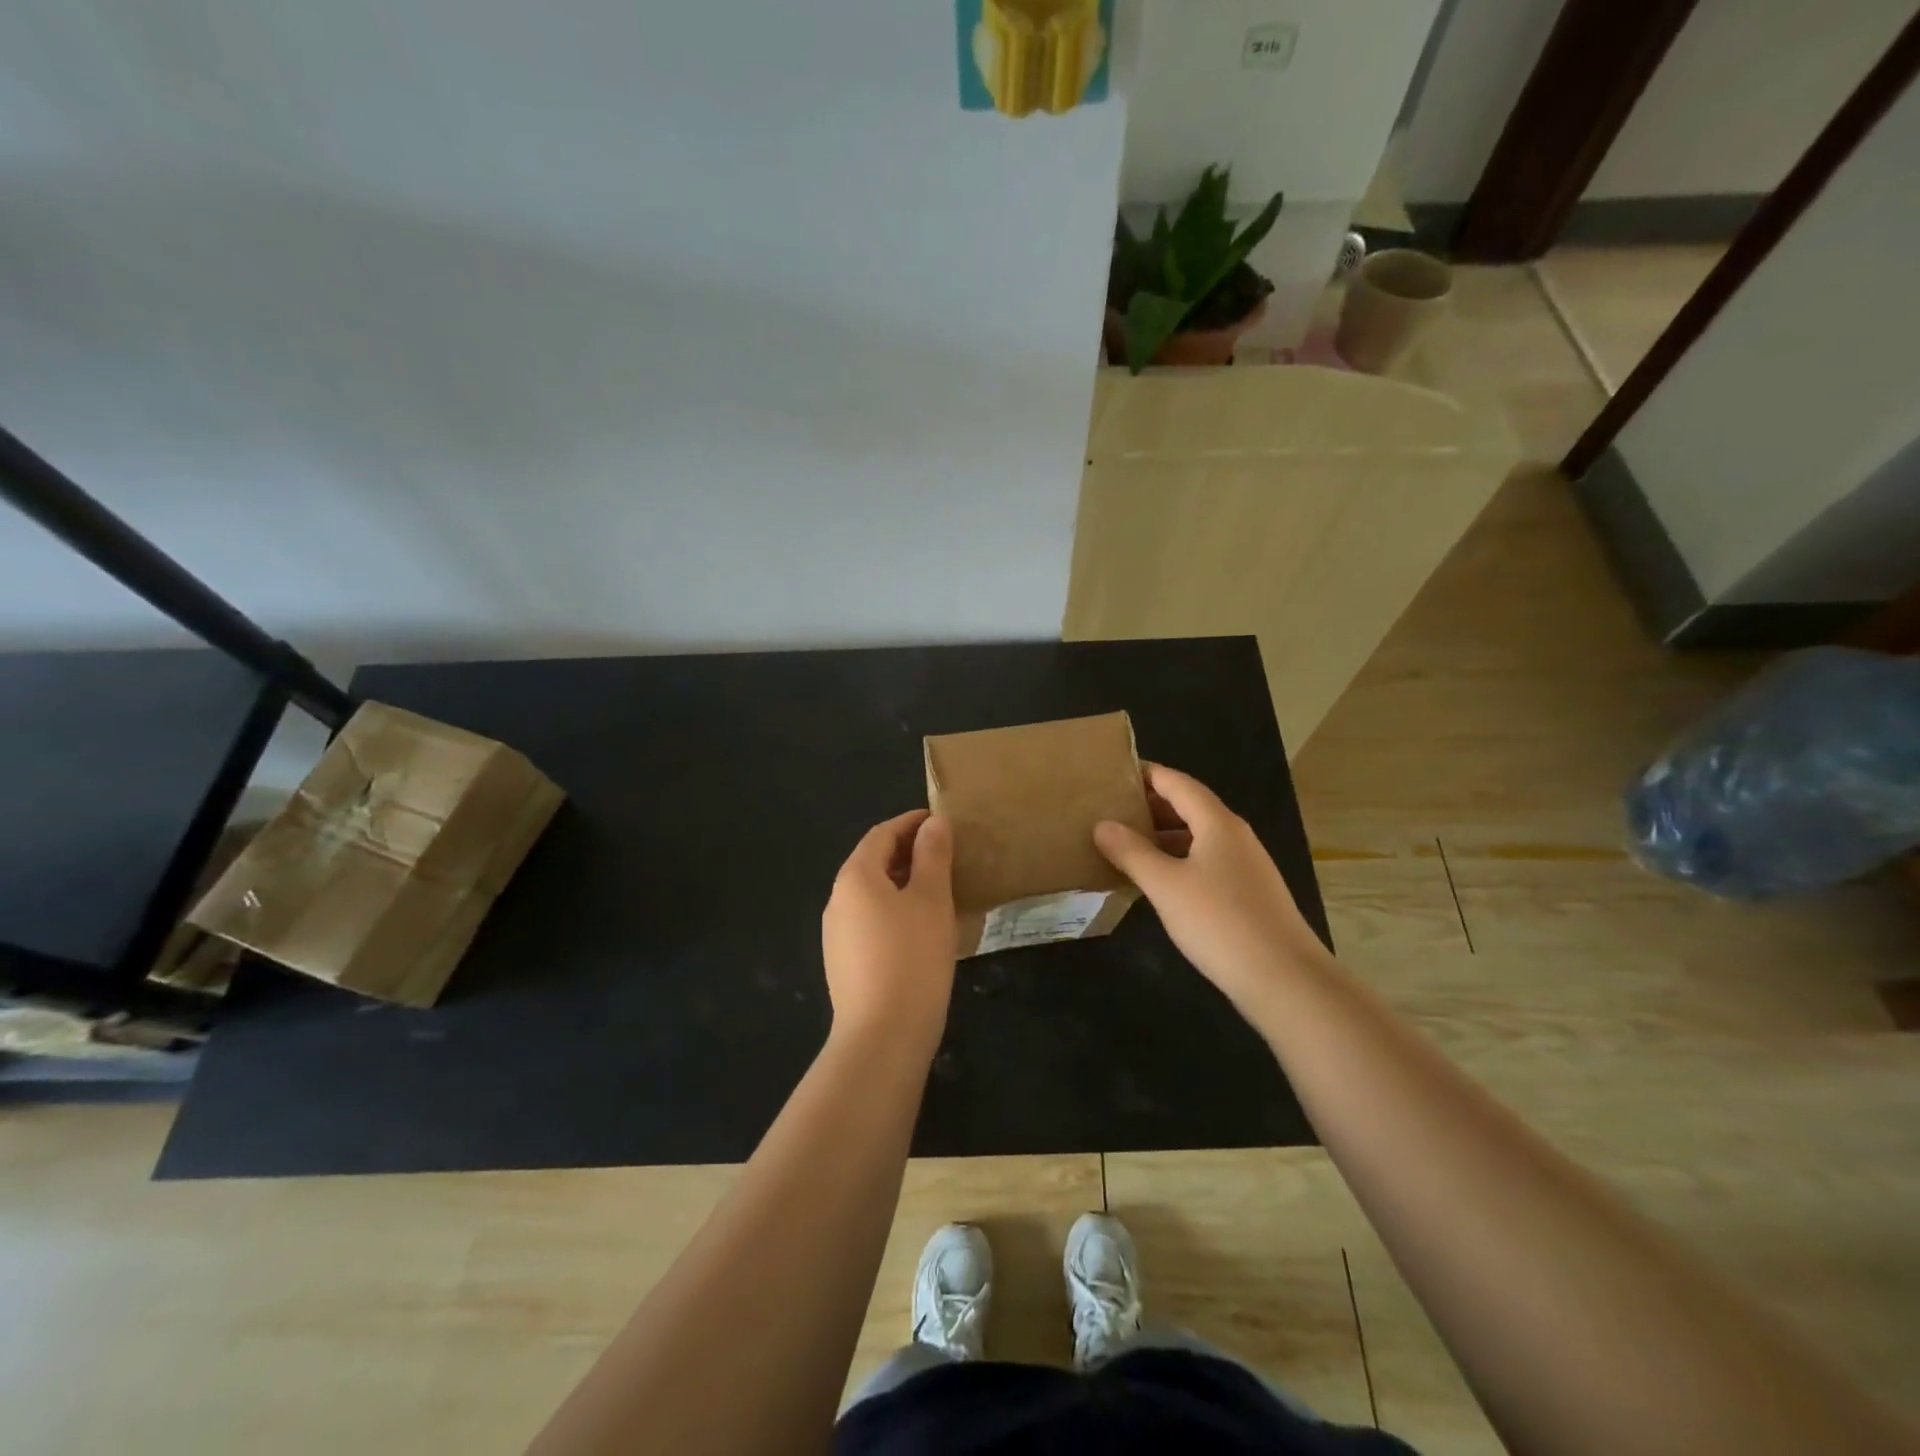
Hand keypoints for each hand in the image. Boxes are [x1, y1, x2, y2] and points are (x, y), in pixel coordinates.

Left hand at [822, 810, 956, 1052]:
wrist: (882, 1036)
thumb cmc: (912, 957)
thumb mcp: (931, 899)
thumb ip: (932, 856)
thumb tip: (933, 823)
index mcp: (855, 877)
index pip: (882, 834)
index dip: (911, 822)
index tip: (941, 821)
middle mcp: (837, 899)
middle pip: (872, 862)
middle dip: (907, 852)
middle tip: (945, 853)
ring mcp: (836, 933)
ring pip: (871, 893)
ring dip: (901, 882)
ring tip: (938, 888)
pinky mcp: (843, 962)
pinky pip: (870, 920)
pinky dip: (893, 910)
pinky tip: (919, 927)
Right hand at [1093, 764, 1327, 1014]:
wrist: (1285, 980)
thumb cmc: (1220, 922)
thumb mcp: (1165, 886)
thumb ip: (1131, 852)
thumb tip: (1102, 825)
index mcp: (1218, 823)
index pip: (1177, 783)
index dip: (1147, 774)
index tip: (1113, 773)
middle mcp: (1235, 836)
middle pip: (1189, 807)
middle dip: (1151, 805)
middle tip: (1110, 809)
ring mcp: (1246, 866)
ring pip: (1198, 837)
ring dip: (1163, 836)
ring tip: (1125, 844)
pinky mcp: (1249, 894)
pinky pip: (1207, 862)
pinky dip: (1178, 860)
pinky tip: (1157, 881)